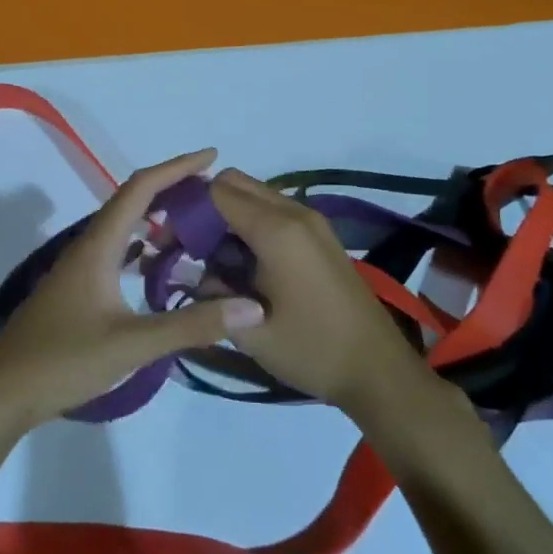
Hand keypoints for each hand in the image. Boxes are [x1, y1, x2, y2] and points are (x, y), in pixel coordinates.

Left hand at [0, 150, 265, 434]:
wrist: (2, 393)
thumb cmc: (64, 360)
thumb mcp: (133, 345)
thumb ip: (192, 325)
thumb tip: (252, 307)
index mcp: (99, 246)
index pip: (141, 189)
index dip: (176, 168)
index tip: (212, 157)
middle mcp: (88, 247)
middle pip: (132, 202)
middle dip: (172, 190)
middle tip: (213, 194)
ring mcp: (80, 269)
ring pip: (123, 229)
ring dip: (157, 219)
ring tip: (195, 226)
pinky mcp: (77, 290)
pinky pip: (116, 254)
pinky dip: (142, 249)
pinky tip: (159, 268)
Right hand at [207, 168, 435, 415]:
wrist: (377, 369)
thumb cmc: (311, 350)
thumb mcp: (249, 331)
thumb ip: (212, 293)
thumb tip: (200, 273)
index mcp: (276, 230)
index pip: (217, 191)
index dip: (189, 209)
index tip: (175, 241)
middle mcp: (295, 212)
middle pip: (236, 183)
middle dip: (208, 208)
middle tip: (194, 249)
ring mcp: (312, 221)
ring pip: (256, 196)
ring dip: (232, 217)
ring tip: (222, 263)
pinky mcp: (321, 235)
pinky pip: (276, 211)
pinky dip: (253, 225)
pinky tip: (250, 268)